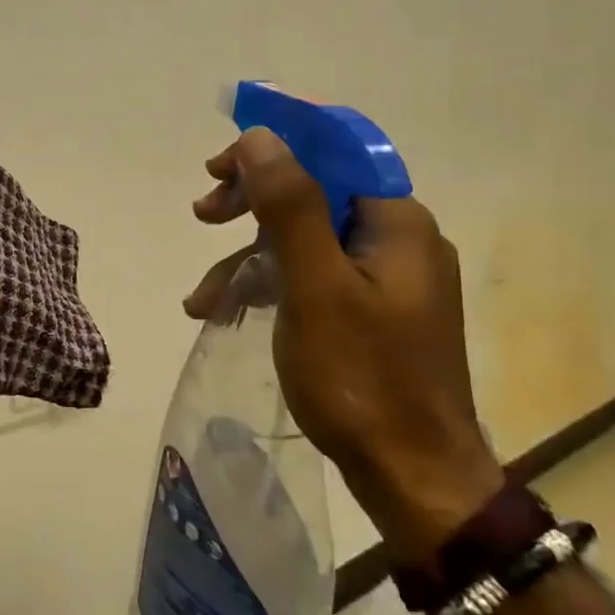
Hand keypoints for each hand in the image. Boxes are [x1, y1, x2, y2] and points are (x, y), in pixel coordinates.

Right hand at [184, 129, 503, 562]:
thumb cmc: (361, 378)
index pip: (329, 155)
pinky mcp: (372, 313)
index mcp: (395, 223)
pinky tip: (228, 313)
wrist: (413, 476)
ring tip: (201, 299)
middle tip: (202, 215)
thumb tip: (260, 137)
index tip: (214, 170)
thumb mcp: (314, 286)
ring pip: (304, 242)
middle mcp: (397, 240)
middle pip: (313, 196)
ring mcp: (386, 280)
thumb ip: (288, 205)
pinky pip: (312, 279)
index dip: (269, 152)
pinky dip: (269, 288)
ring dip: (247, 260)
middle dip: (251, 206)